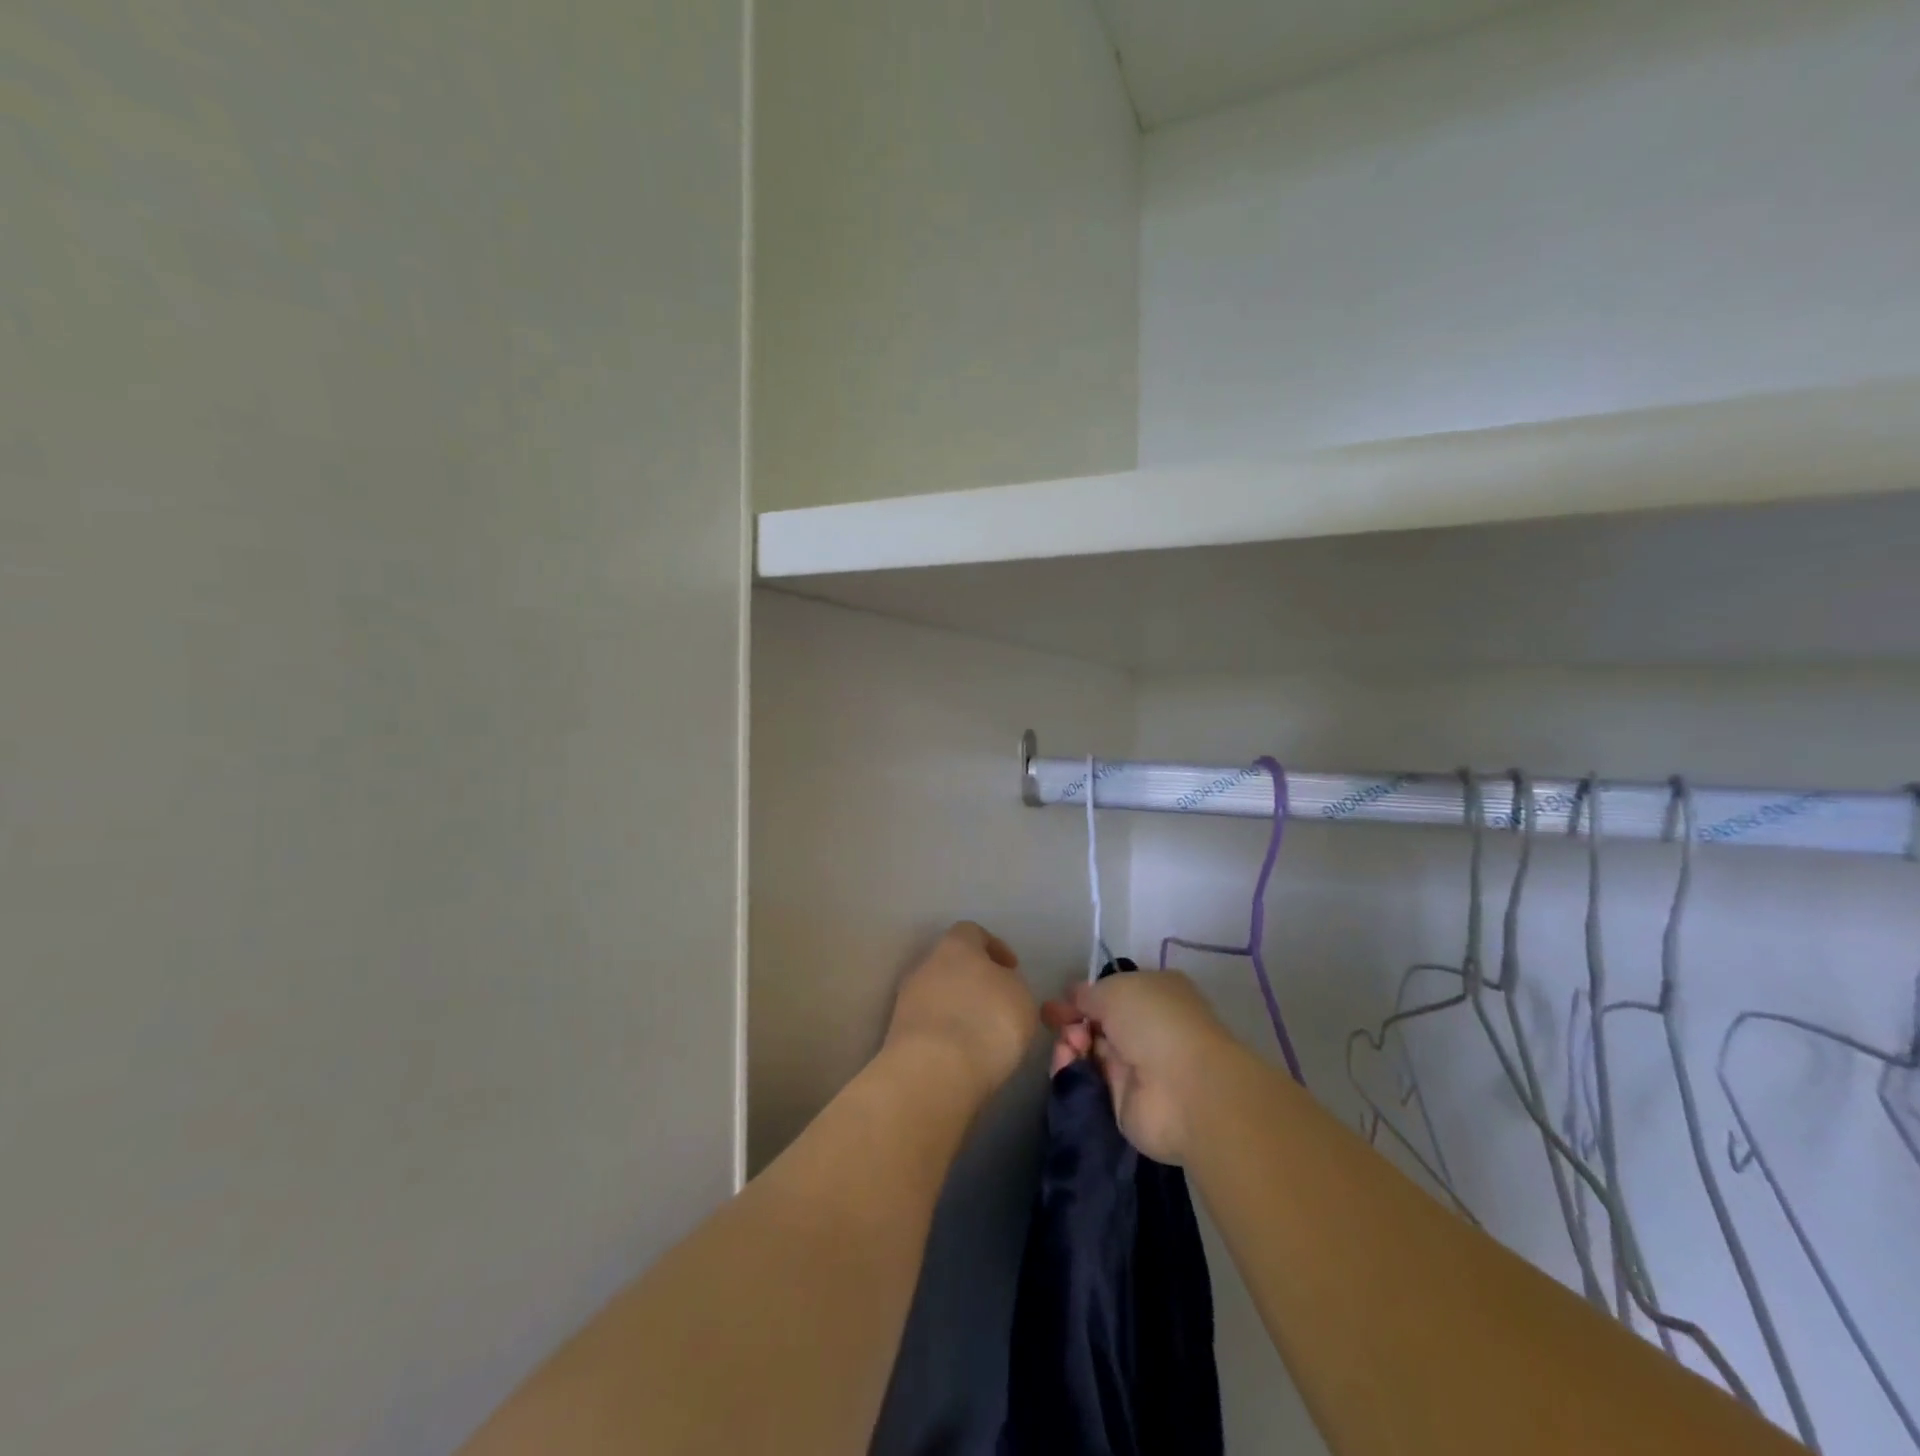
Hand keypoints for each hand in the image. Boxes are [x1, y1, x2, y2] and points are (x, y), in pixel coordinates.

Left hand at [884, 923, 1036, 1104]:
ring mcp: (906, 999)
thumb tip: (1000, 988)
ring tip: (981, 1034)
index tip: (1012, 970)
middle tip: (996, 1004)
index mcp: (956, 945)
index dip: (994, 948)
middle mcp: (926, 964)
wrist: (934, 1072)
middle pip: (951, 963)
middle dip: (973, 981)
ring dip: (957, 1008)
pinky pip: (928, 1024)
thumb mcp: (1022, 999)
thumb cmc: (987, 1022)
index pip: (972, 932)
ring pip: (937, 994)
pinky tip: (963, 1054)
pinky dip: (945, 1034)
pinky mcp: (897, 1034)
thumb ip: (1011, 986)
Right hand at [1043, 971, 1239, 1163]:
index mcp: (1155, 994)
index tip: (1060, 1001)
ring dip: (1071, 1043)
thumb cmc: (1154, 1022)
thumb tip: (1076, 996)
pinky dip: (1071, 1070)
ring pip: (1090, 1051)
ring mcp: (1136, 1067)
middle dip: (1073, 1020)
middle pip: (1098, 1023)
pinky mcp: (1123, 1102)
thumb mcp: (1115, 989)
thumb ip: (1090, 993)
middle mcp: (1147, 1029)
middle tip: (1056, 1022)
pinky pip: (1089, 1081)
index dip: (1085, 996)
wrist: (1183, 1089)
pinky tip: (1065, 1062)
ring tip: (1068, 1045)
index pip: (1114, 993)